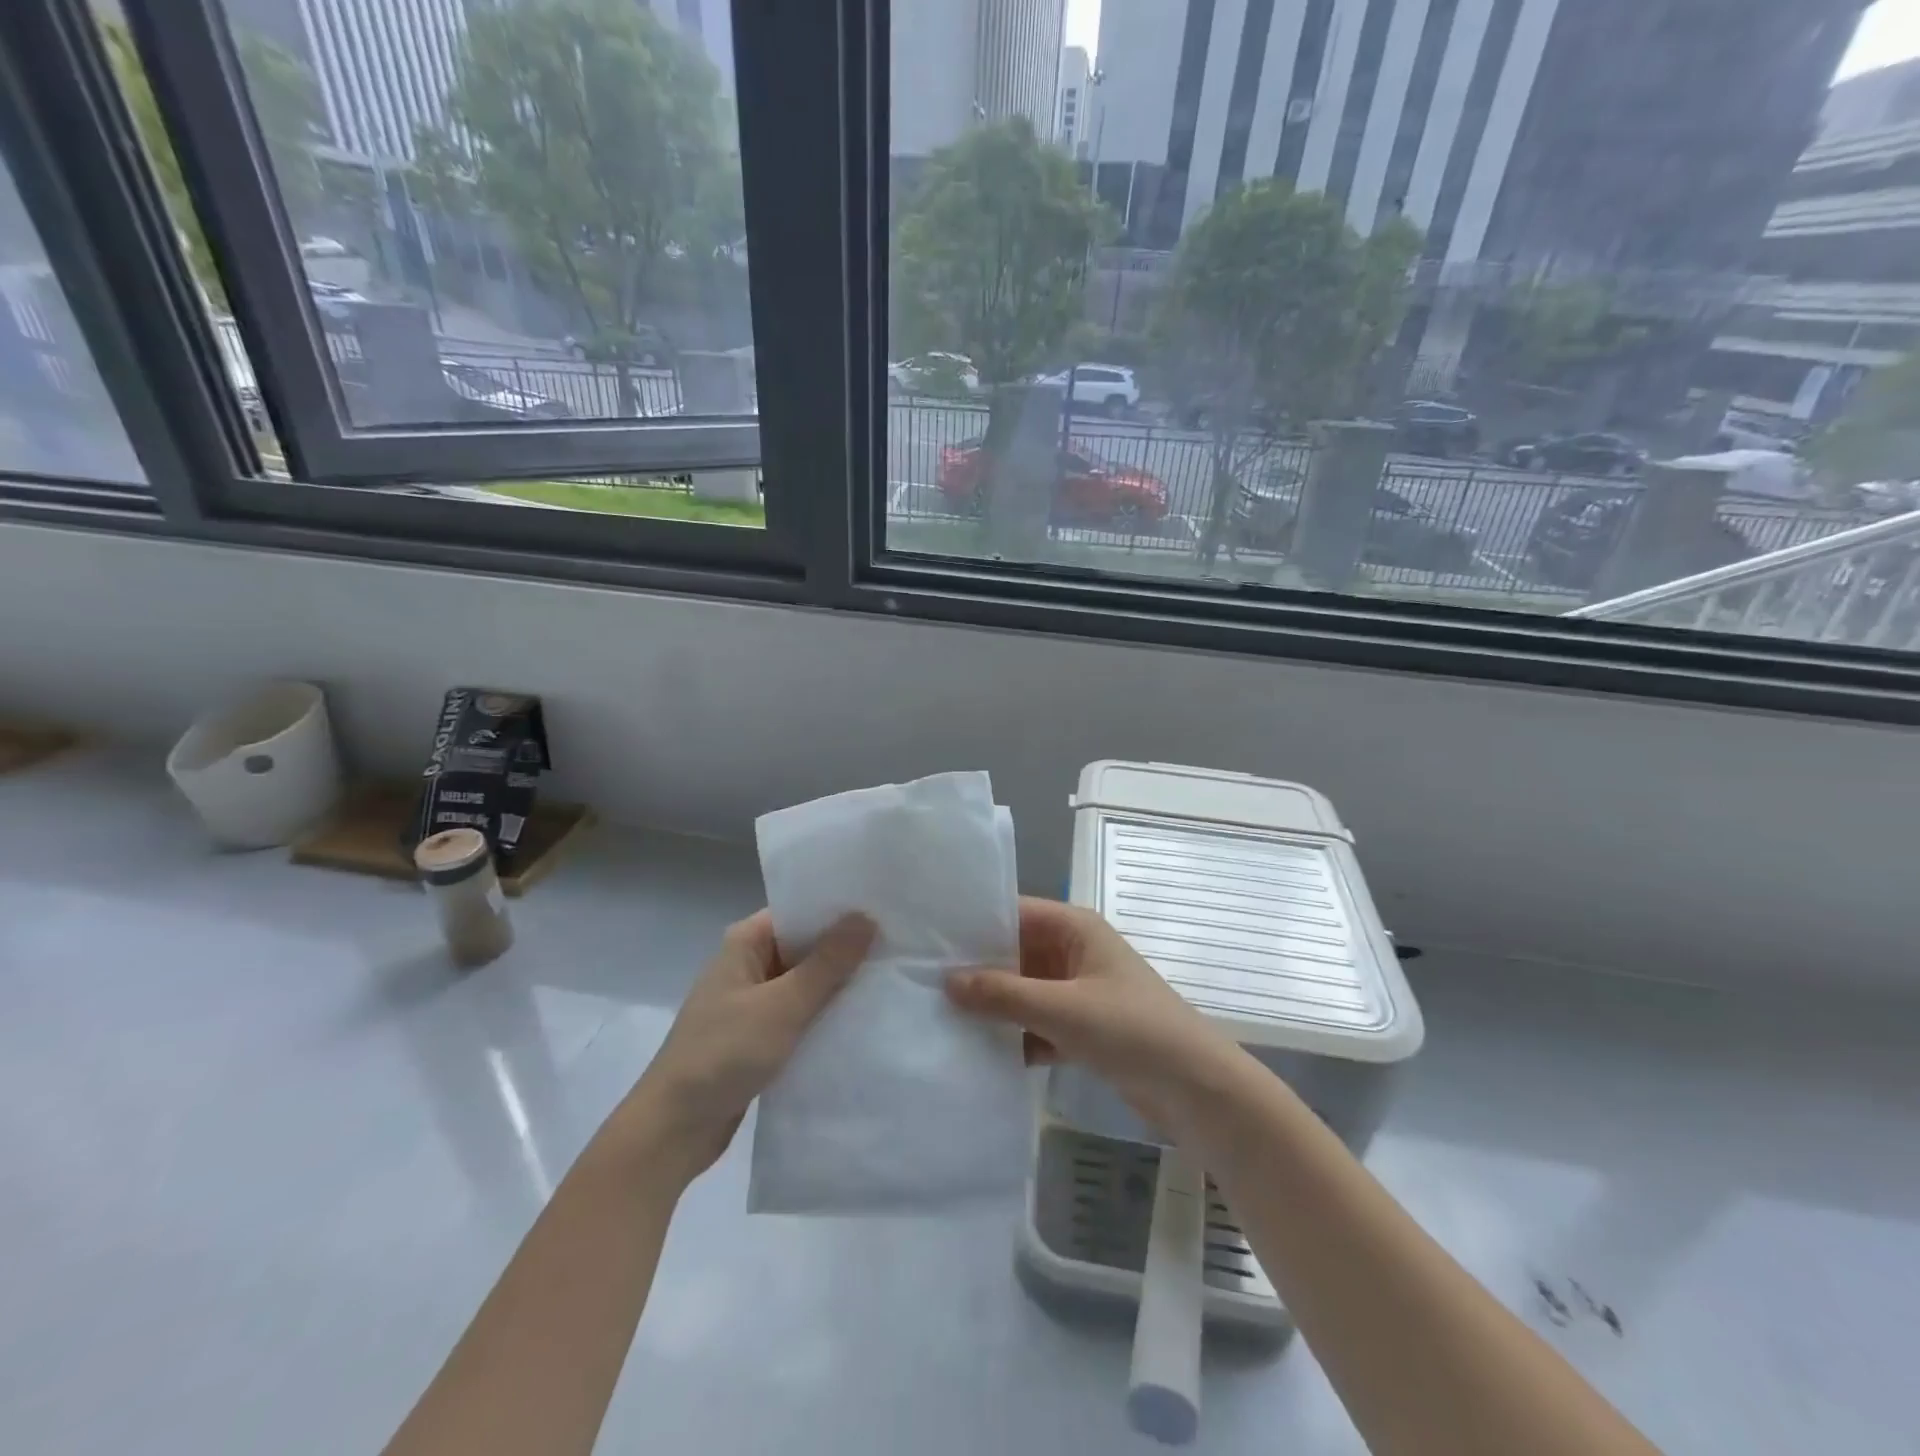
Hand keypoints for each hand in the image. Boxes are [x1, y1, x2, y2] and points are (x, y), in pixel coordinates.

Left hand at [620, 910, 874, 1182]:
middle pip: (806, 945)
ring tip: (892, 976)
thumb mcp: (782, 1005)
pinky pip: (800, 1013)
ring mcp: (753, 1001)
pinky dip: (825, 1014)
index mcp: (746, 942)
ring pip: (806, 982)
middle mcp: (749, 963)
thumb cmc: (723, 1053)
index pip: (801, 911)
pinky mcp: (759, 1034)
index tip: (885, 908)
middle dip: (847, 948)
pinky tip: (863, 1017)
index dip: (840, 909)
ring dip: (839, 984)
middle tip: (901, 944)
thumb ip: (827, 963)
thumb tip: (867, 916)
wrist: (674, 1129)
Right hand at [944, 897, 1237, 1132]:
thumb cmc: (1132, 1030)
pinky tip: (975, 1052)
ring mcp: (1077, 992)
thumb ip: (1003, 995)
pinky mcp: (1081, 1029)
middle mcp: (1073, 952)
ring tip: (936, 1017)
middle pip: (1014, 953)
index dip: (972, 924)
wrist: (1198, 1090)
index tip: (925, 940)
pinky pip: (1035, 1024)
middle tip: (919, 983)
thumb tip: (946, 981)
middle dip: (975, 970)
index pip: (1013, 912)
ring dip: (992, 1007)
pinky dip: (1013, 1036)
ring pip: (1022, 991)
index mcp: (1074, 928)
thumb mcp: (1063, 1009)